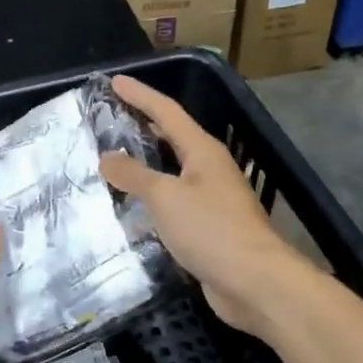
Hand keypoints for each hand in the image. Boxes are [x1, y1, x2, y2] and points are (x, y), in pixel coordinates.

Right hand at [99, 74, 311, 336]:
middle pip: (171, 139)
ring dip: (143, 167)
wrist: (255, 282)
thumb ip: (133, 174)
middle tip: (108, 121)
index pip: (166, 112)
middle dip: (141, 128)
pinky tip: (130, 210)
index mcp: (202, 151)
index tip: (114, 81)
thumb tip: (107, 157)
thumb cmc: (210, 228)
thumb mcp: (165, 196)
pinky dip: (150, 202)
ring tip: (110, 163)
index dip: (140, 95)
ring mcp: (210, 200)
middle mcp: (208, 169)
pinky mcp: (207, 229)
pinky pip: (172, 206)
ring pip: (170, 174)